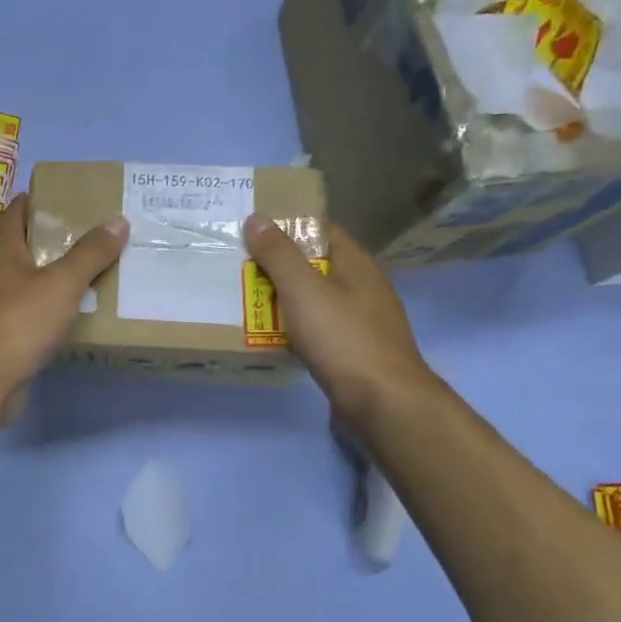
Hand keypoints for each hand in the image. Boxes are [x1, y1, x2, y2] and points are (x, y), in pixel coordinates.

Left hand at [0, 193, 127, 396]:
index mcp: (0, 248)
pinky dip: (50, 307)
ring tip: (93, 271)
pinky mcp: (0, 334)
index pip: (18, 210)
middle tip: (96, 235)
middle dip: (57, 239)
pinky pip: (29, 311)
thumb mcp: (62, 282)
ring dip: (55, 276)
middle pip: (25, 245)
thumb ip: (91, 253)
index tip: (74, 198)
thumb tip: (118, 220)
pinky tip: (75, 313)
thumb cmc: (19, 320)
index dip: (43, 200)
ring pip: (28, 280)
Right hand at [242, 212, 437, 430]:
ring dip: (282, 301)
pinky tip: (269, 338)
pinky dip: (292, 330)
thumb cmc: (343, 338)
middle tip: (237, 266)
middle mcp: (362, 288)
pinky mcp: (352, 352)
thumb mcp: (304, 290)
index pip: (321, 230)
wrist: (383, 403)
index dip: (288, 225)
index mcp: (356, 264)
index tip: (252, 228)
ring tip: (243, 300)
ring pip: (313, 301)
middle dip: (277, 266)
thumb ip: (279, 254)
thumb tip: (257, 218)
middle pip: (314, 267)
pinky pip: (316, 331)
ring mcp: (360, 322)